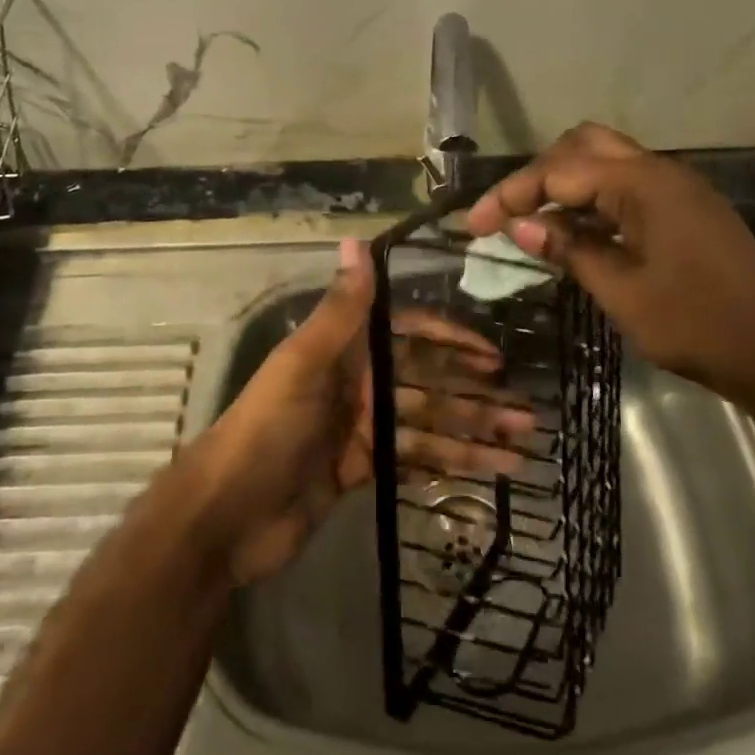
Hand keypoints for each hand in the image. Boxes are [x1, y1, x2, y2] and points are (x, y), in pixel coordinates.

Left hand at [187, 239, 530, 586]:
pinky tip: (488, 474)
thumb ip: (340, 308)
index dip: (450, 340)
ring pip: (427, 426)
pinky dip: (449, 466)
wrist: (228, 514)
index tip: (493, 355)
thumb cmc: (269, 428)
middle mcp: (357, 384)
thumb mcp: (304, 363)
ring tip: (521, 447)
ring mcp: (360, 430)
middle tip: (526, 412)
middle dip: (474, 396)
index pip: (409, 335)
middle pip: (426, 384)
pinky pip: (414, 462)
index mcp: (344, 352)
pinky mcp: (362, 471)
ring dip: (472, 435)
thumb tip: (358, 240)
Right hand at [467, 123, 754, 408]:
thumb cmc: (699, 325)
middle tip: (508, 212)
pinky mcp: (688, 210)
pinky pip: (628, 186)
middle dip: (538, 173)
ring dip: (566, 181)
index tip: (474, 225)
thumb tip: (521, 225)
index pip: (558, 171)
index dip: (510, 194)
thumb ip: (569, 250)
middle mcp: (660, 172)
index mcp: (642, 184)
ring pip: (607, 161)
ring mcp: (678, 189)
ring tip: (534, 219)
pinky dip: (593, 198)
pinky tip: (577, 231)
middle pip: (582, 146)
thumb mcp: (622, 292)